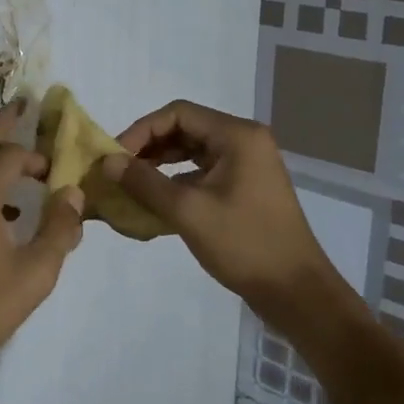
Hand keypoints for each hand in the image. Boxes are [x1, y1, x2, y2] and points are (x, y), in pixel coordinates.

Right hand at [103, 99, 340, 327]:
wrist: (295, 291)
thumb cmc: (243, 244)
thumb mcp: (187, 211)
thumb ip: (144, 182)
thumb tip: (107, 162)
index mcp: (237, 136)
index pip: (178, 113)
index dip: (142, 130)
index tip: (116, 157)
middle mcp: (245, 141)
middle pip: (185, 128)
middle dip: (149, 146)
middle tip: (119, 171)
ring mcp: (248, 164)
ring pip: (193, 150)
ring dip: (161, 163)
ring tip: (132, 184)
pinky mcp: (246, 187)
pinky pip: (204, 170)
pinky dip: (178, 179)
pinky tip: (157, 200)